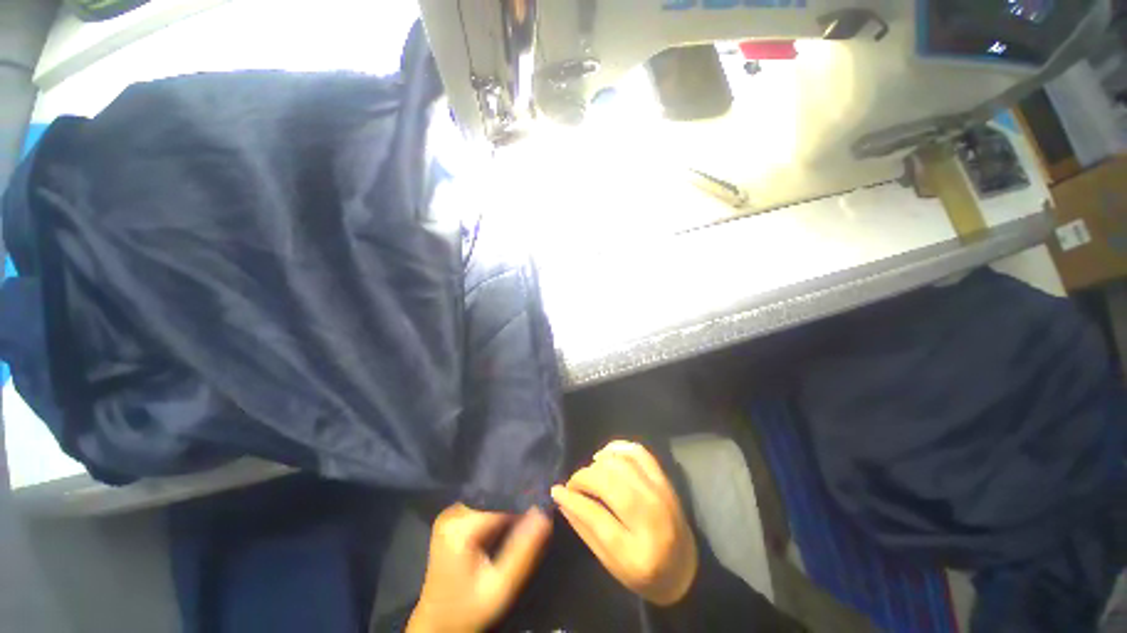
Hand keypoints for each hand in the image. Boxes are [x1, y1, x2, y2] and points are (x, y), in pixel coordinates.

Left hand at [407, 504, 551, 632]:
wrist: (436, 624)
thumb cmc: (468, 608)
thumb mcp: (501, 587)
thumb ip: (524, 550)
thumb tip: (545, 513)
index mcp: (460, 526)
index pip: (501, 501)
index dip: (525, 502)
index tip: (545, 506)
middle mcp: (452, 512)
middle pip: (495, 498)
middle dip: (516, 505)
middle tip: (538, 515)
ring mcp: (450, 514)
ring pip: (490, 500)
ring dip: (508, 508)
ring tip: (527, 518)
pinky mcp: (452, 519)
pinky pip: (482, 507)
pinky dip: (497, 513)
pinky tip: (508, 525)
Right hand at [552, 441, 698, 605]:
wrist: (686, 570)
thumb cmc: (645, 575)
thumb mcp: (611, 564)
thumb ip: (585, 529)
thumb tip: (561, 499)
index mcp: (637, 552)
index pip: (597, 517)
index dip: (573, 500)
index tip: (556, 490)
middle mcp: (652, 518)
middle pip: (610, 484)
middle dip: (584, 478)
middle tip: (573, 484)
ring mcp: (661, 495)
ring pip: (622, 464)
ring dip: (599, 464)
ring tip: (590, 473)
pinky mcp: (665, 481)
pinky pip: (640, 453)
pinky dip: (619, 448)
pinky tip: (605, 456)